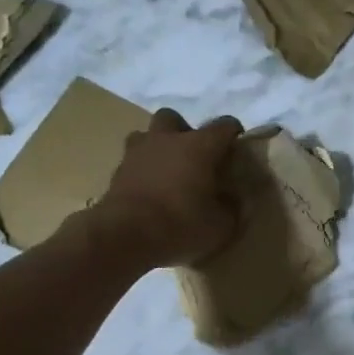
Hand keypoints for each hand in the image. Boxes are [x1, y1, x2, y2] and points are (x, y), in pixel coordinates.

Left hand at [95, 109, 244, 267]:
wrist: (123, 236)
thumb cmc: (180, 225)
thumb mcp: (221, 226)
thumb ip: (231, 208)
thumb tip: (231, 199)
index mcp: (199, 146)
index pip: (224, 126)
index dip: (233, 134)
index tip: (237, 149)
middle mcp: (167, 140)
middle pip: (174, 118)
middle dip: (184, 132)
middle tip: (193, 157)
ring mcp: (137, 153)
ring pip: (146, 135)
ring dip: (157, 147)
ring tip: (166, 171)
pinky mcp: (116, 172)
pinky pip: (132, 161)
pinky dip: (142, 170)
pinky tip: (149, 191)